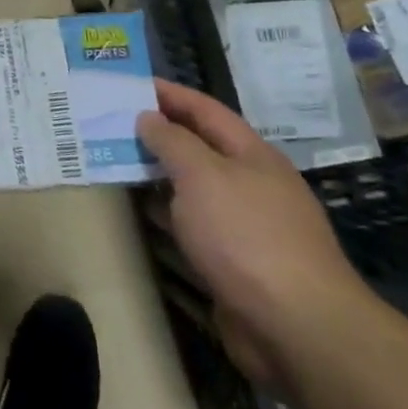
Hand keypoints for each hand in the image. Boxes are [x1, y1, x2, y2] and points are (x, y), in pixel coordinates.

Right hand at [139, 81, 371, 385]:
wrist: (295, 326)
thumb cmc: (247, 236)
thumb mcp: (203, 175)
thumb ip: (172, 142)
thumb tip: (149, 118)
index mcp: (252, 154)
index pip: (205, 109)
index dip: (169, 93)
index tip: (129, 82)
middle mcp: (252, 183)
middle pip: (200, 147)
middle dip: (159, 132)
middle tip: (112, 122)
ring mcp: (246, 224)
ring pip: (194, 187)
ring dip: (158, 173)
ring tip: (115, 161)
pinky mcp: (236, 262)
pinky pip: (194, 224)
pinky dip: (167, 213)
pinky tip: (142, 213)